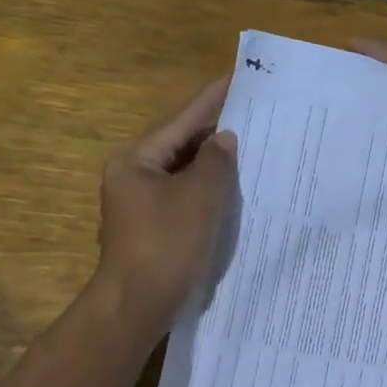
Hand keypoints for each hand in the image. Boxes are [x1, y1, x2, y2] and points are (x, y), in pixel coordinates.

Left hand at [94, 78, 237, 328]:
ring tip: (251, 145)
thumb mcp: (199, 197)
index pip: (181, 121)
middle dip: (215, 132)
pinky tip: (233, 188)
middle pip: (180, 144)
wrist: (137, 307)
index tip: (237, 78)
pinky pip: (184, 196)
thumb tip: (223, 140)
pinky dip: (207, 189)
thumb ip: (216, 162)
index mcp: (136, 160)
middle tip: (253, 114)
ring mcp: (141, 204)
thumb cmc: (166, 245)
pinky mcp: (153, 227)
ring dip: (213, 162)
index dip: (211, 100)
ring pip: (183, 172)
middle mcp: (133, 176)